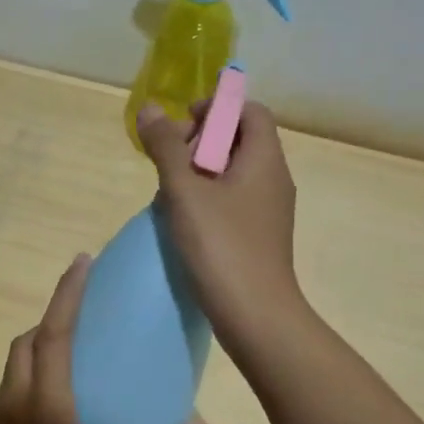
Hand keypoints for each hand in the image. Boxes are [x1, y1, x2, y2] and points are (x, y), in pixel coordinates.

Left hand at [0, 254, 201, 423]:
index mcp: (45, 400)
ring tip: (76, 349)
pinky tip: (65, 400)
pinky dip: (36, 373)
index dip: (68, 292)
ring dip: (40, 344)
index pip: (54, 331)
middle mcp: (18, 400)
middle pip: (28, 341)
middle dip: (52, 316)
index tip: (82, 260)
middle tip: (84, 310)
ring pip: (17, 364)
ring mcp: (2, 421)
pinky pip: (16, 388)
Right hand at [136, 101, 303, 344]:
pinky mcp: (259, 236)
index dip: (216, 108)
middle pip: (240, 140)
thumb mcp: (185, 191)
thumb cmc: (221, 246)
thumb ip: (165, 148)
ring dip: (200, 172)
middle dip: (201, 141)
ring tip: (169, 193)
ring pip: (234, 173)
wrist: (255, 315)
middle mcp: (274, 179)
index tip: (181, 125)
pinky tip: (184, 222)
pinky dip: (209, 199)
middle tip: (169, 161)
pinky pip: (234, 201)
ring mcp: (269, 210)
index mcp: (265, 159)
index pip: (249, 111)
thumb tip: (150, 108)